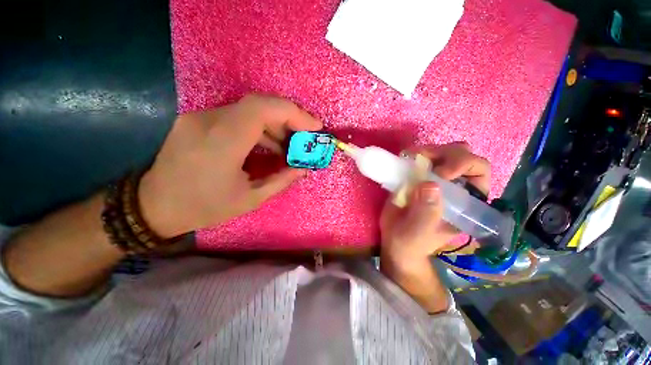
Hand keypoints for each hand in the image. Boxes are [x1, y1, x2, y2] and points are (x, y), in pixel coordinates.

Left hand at [138, 94, 322, 237]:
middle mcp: (209, 121)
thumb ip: (281, 180)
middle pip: (259, 104)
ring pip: (249, 109)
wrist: (154, 205)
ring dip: (275, 124)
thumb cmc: (204, 207)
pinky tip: (268, 144)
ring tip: (288, 145)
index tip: (315, 126)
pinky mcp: (198, 119)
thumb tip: (303, 168)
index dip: (294, 113)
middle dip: (290, 118)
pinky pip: (237, 116)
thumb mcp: (250, 199)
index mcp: (222, 142)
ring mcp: (200, 117)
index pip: (263, 108)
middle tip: (305, 136)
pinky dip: (260, 127)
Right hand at [380, 142, 490, 263]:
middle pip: (462, 155)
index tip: (440, 173)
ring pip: (442, 151)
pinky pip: (420, 157)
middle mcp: (454, 185)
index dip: (464, 164)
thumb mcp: (420, 232)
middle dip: (445, 153)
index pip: (479, 172)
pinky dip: (413, 153)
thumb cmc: (412, 241)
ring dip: (429, 150)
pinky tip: (404, 157)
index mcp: (466, 201)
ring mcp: (434, 178)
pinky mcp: (416, 176)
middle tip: (422, 159)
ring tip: (411, 156)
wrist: (395, 239)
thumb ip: (427, 212)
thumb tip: (430, 184)